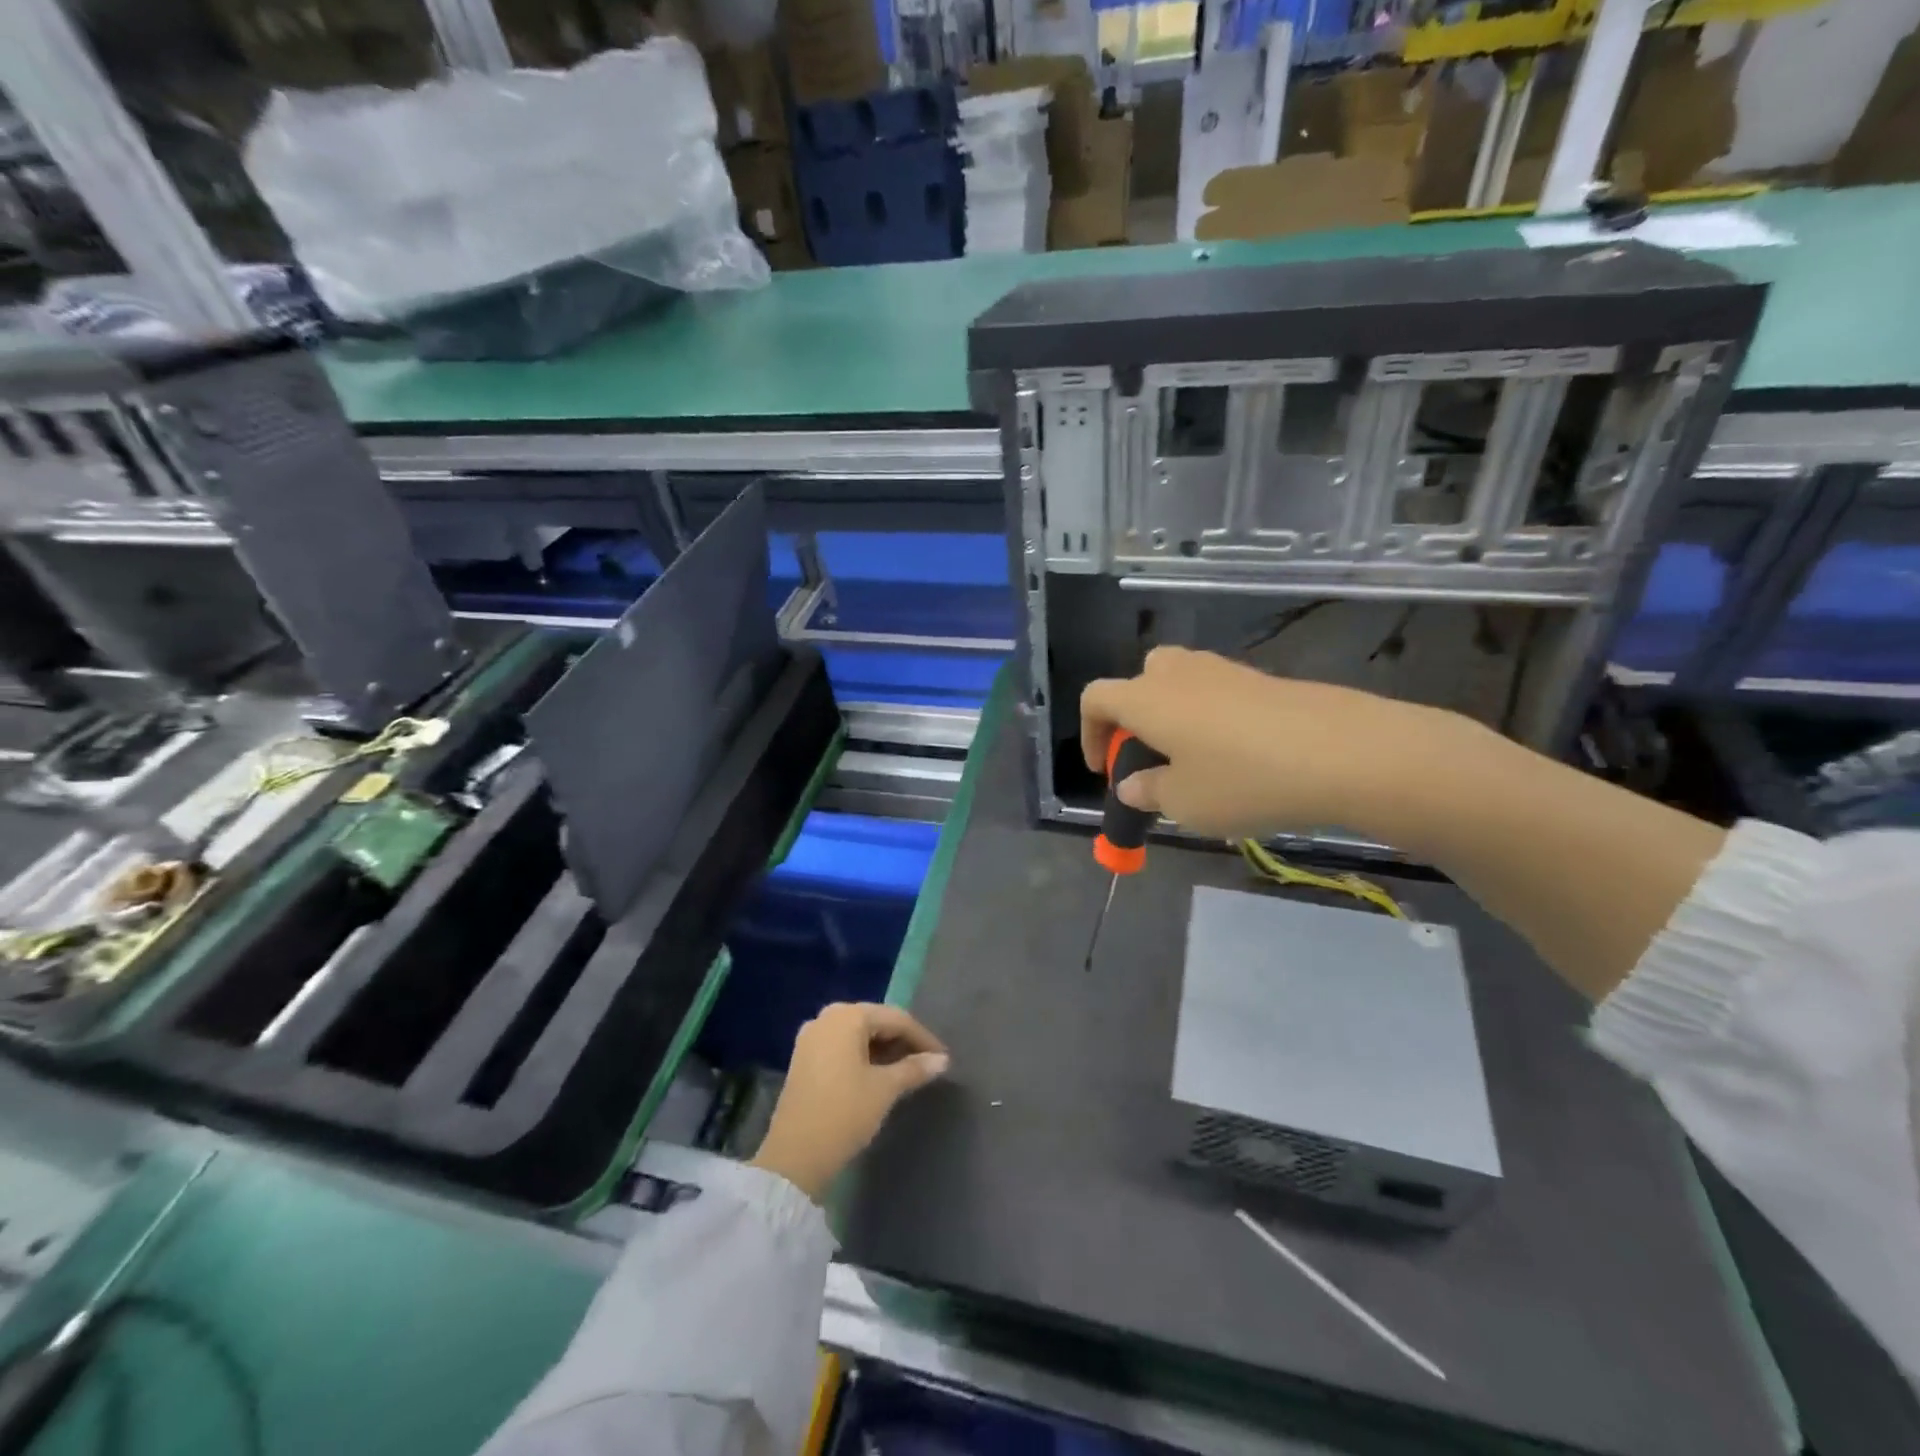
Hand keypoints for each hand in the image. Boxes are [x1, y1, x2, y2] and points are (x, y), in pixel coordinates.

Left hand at [750, 1003, 948, 1200]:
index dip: (923, 1038)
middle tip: (927, 1064)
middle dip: (903, 1041)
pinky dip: (864, 1056)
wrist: (793, 1159)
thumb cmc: (844, 1114)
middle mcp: (826, 1017)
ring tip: (908, 1071)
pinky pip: (842, 1047)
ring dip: (884, 1050)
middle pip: (875, 1022)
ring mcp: (811, 1037)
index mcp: (847, 1016)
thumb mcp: (884, 1089)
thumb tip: (942, 1060)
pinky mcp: (803, 1058)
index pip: (896, 1019)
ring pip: (858, 1035)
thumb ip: (914, 1069)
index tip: (943, 1058)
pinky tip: (879, 1075)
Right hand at [1079, 646, 1472, 841]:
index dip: (1089, 733)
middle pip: (1139, 678)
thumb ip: (1148, 792)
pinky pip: (1219, 692)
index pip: (1096, 698)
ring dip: (1174, 715)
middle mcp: (1180, 674)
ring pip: (1181, 682)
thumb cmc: (1246, 780)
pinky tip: (1239, 757)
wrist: (1347, 752)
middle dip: (1134, 715)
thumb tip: (1131, 784)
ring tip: (1194, 762)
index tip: (1104, 770)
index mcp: (1147, 698)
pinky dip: (1212, 717)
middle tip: (1151, 757)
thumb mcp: (1185, 802)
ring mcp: (1226, 671)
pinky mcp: (1265, 679)